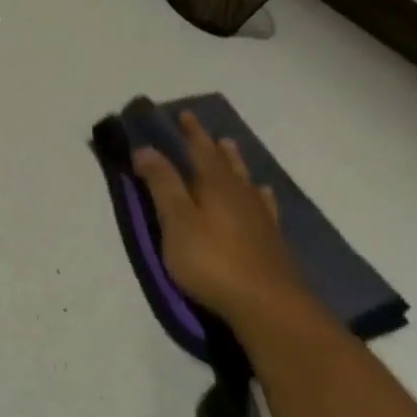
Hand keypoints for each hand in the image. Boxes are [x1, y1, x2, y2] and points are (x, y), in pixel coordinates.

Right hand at [132, 111, 309, 327]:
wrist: (265, 302)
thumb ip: (162, 185)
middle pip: (224, 162)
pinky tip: (260, 193)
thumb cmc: (210, 260)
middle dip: (210, 144)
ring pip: (244, 179)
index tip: (182, 114)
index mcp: (214, 186)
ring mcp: (258, 216)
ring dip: (235, 162)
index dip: (190, 133)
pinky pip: (262, 203)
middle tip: (203, 129)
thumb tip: (146, 149)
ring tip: (230, 148)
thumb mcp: (176, 221)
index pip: (200, 151)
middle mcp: (239, 194)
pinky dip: (257, 193)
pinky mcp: (269, 238)